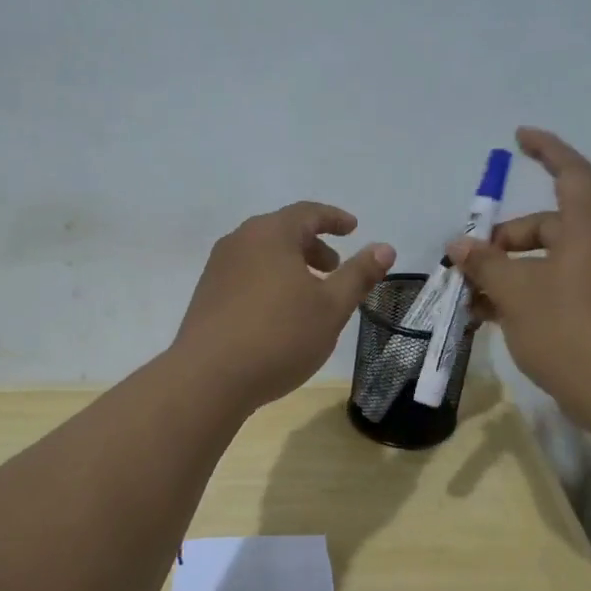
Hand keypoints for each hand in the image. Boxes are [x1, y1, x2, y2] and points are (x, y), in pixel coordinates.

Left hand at [174, 202, 394, 409]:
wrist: (209, 377)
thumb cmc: (279, 335)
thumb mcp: (331, 307)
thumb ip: (359, 274)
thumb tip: (385, 248)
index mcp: (270, 233)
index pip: (308, 212)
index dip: (334, 218)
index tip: (353, 228)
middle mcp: (239, 241)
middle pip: (283, 232)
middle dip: (313, 246)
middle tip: (335, 269)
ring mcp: (217, 268)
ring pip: (263, 255)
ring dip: (291, 266)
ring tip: (310, 295)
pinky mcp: (206, 295)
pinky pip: (246, 275)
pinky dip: (269, 281)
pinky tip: (278, 314)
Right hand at [447, 128, 590, 428]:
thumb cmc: (569, 330)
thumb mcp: (516, 292)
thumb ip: (485, 264)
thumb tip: (459, 246)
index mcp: (588, 229)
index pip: (570, 172)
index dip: (546, 149)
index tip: (518, 138)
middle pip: (546, 225)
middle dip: (502, 240)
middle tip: (466, 265)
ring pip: (545, 263)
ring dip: (507, 273)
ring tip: (470, 299)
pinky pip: (555, 288)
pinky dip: (524, 295)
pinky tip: (491, 319)